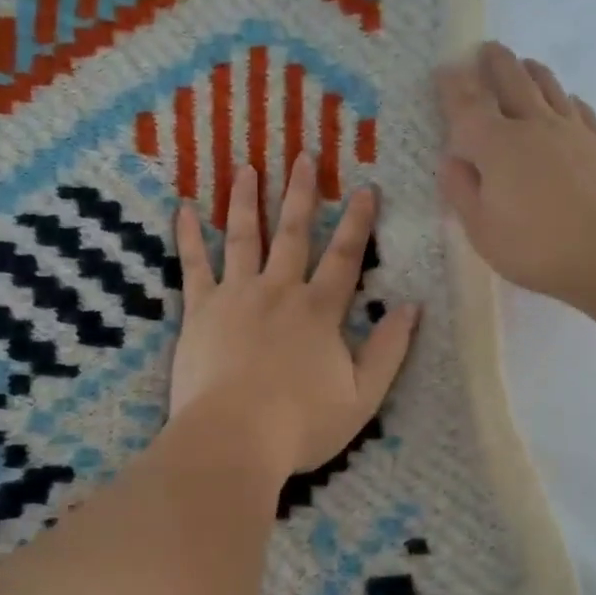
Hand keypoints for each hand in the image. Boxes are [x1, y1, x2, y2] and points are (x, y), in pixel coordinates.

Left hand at [169, 154, 419, 479]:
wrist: (233, 440)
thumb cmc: (301, 424)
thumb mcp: (363, 396)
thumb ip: (389, 350)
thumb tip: (412, 307)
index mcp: (319, 311)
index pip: (345, 256)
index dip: (357, 221)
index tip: (365, 188)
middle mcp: (279, 291)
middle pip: (292, 233)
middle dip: (300, 193)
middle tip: (302, 155)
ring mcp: (236, 296)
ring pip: (243, 237)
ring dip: (246, 200)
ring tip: (247, 167)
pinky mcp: (200, 311)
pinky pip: (194, 265)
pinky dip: (188, 236)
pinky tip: (183, 209)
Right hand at [436, 41, 595, 303]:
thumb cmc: (537, 246)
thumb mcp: (482, 229)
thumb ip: (462, 191)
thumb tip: (451, 159)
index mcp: (496, 145)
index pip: (467, 106)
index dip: (452, 86)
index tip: (444, 69)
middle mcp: (533, 126)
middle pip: (512, 83)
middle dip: (496, 64)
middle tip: (487, 49)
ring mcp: (572, 132)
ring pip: (549, 89)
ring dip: (532, 72)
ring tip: (525, 63)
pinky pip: (581, 110)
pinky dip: (569, 99)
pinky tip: (570, 100)